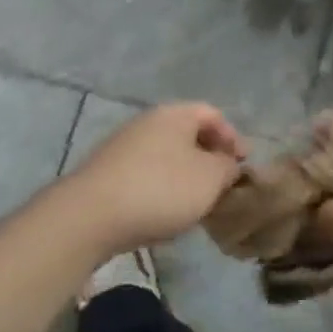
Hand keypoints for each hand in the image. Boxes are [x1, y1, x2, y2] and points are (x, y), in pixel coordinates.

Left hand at [54, 102, 247, 253]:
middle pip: (188, 134)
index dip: (233, 138)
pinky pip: (145, 174)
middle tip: (223, 185)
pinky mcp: (106, 173)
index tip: (244, 166)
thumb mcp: (209, 179)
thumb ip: (227, 168)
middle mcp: (147, 122)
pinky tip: (164, 213)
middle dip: (209, 158)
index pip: (213, 115)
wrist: (88, 217)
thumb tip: (227, 164)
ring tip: (196, 204)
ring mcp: (122, 146)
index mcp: (175, 114)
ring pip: (166, 156)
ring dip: (186, 175)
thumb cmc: (160, 189)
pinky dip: (162, 188)